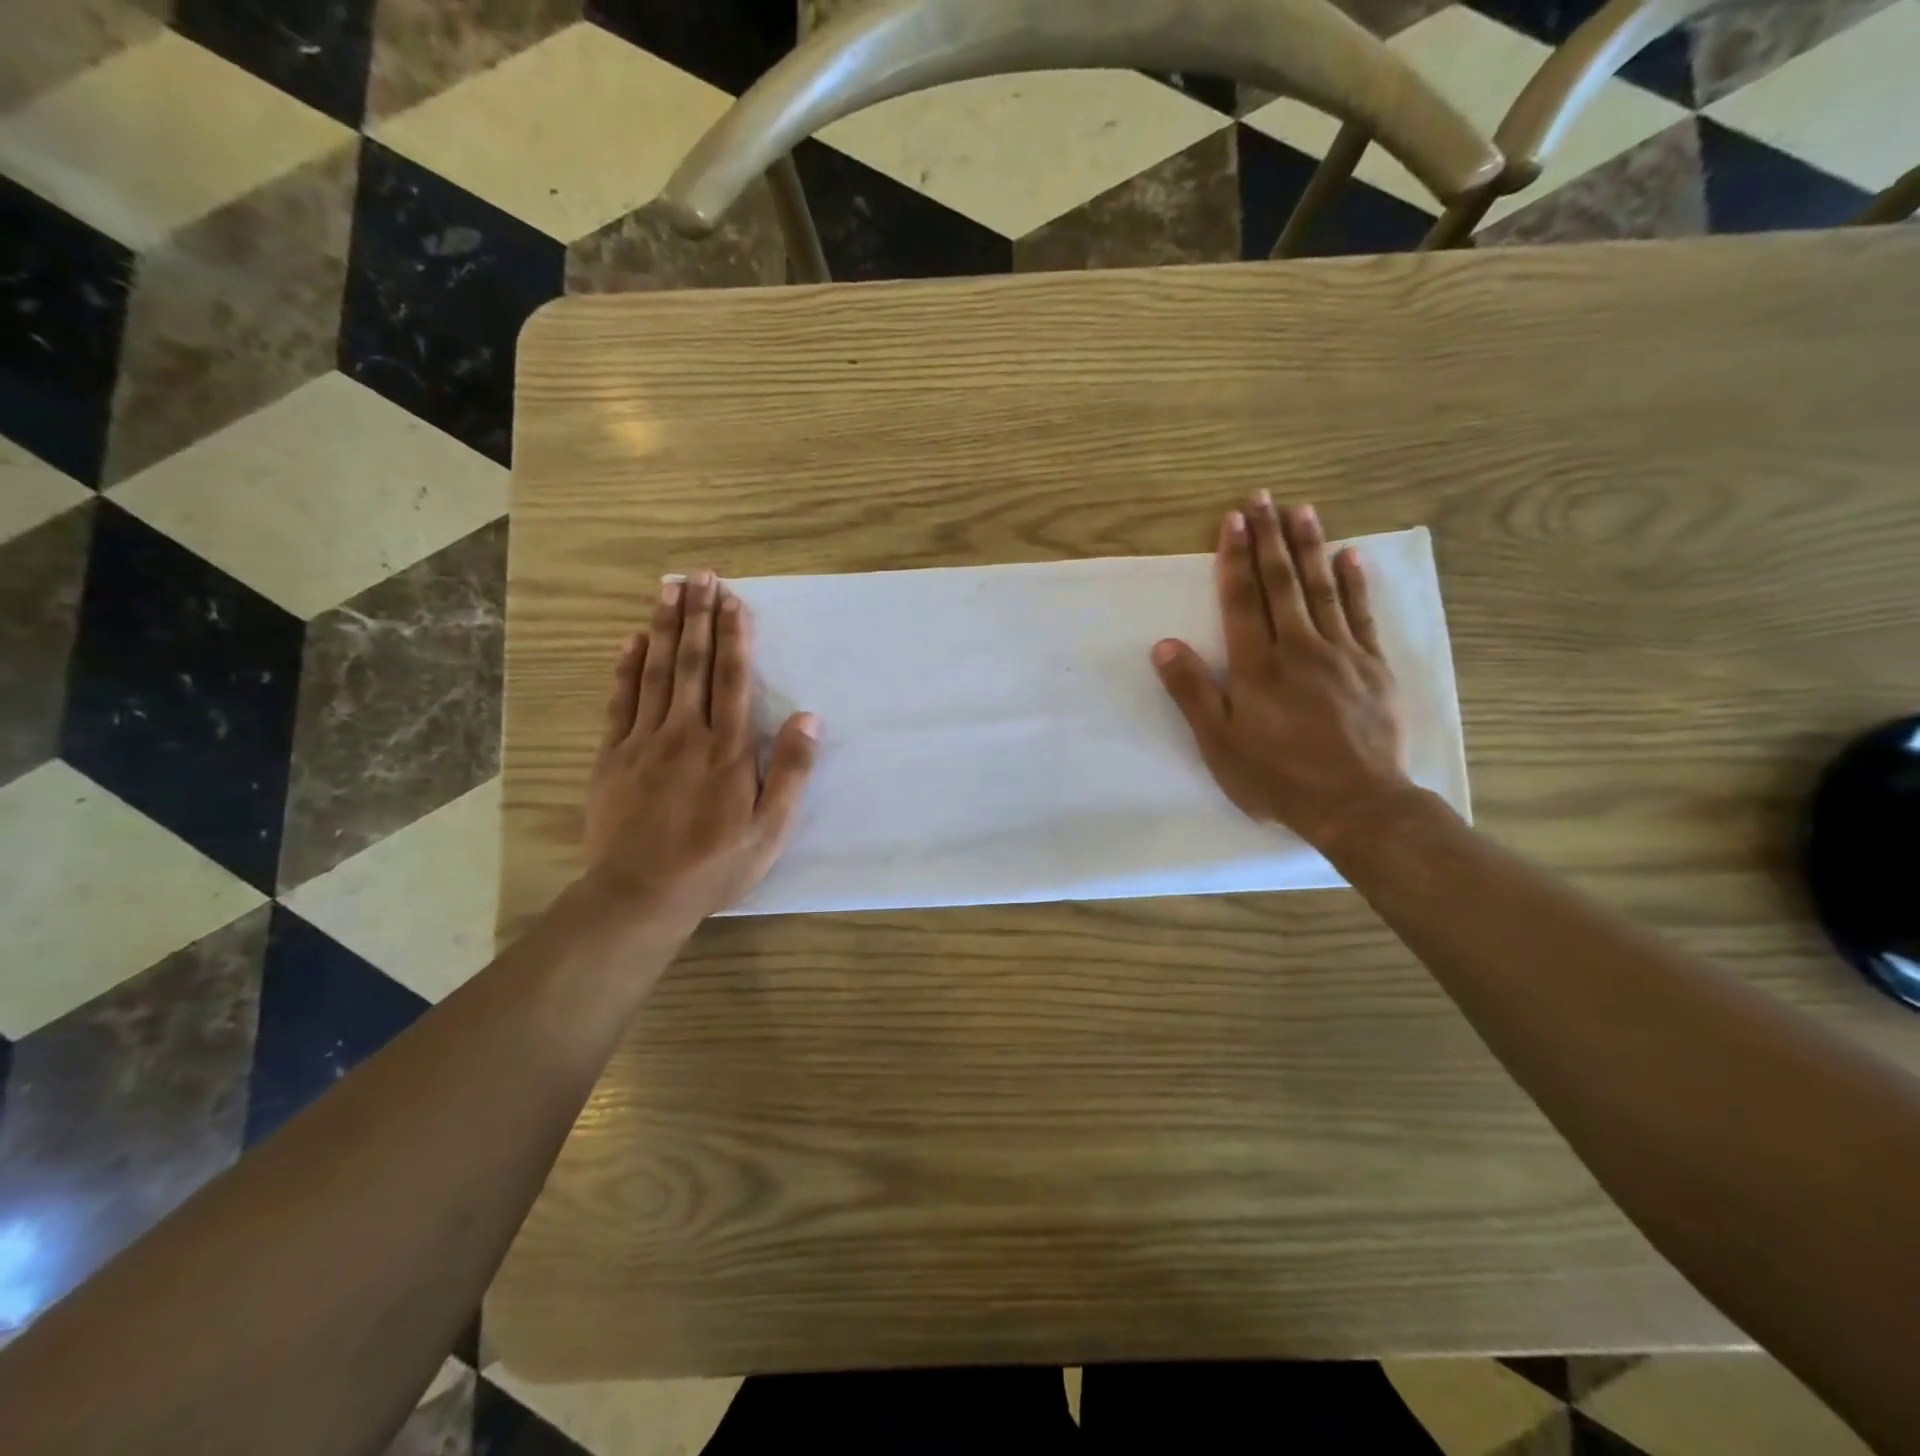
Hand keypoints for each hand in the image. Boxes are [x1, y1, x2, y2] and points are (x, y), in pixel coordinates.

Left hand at [583, 570, 818, 932]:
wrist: (639, 895)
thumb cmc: (714, 865)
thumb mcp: (770, 828)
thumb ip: (790, 771)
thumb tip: (809, 717)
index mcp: (727, 749)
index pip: (733, 679)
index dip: (734, 636)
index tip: (733, 599)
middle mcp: (686, 733)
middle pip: (694, 664)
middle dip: (699, 617)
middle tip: (701, 575)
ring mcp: (644, 741)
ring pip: (656, 673)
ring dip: (665, 628)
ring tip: (669, 589)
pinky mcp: (613, 756)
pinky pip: (620, 702)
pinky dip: (626, 668)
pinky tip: (632, 641)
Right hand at [1152, 493, 1414, 852]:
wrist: (1356, 804)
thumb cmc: (1277, 777)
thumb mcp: (1219, 744)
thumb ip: (1192, 692)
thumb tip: (1164, 644)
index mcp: (1256, 666)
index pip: (1242, 600)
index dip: (1235, 558)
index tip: (1233, 520)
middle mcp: (1298, 648)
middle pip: (1281, 584)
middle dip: (1269, 538)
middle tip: (1262, 498)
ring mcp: (1341, 654)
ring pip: (1322, 589)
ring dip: (1309, 547)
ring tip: (1302, 511)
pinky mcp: (1372, 667)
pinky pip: (1362, 615)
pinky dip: (1356, 583)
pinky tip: (1350, 557)